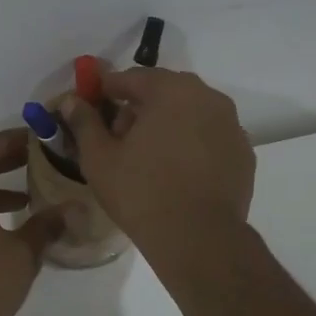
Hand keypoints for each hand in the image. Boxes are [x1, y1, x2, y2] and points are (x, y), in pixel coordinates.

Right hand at [64, 69, 254, 269]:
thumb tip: (72, 100)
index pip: (132, 77)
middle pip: (164, 92)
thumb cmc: (141, 193)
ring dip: (168, 124)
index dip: (107, 89)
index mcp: (171, 90)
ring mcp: (231, 125)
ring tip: (148, 157)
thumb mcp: (99, 158)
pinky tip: (177, 172)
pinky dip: (192, 144)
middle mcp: (208, 97)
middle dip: (140, 107)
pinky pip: (210, 137)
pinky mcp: (244, 153)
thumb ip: (84, 122)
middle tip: (119, 136)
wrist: (198, 238)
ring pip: (191, 113)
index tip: (92, 104)